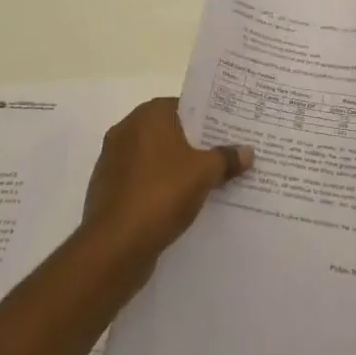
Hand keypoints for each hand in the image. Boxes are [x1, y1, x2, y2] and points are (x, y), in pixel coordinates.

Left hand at [83, 98, 251, 267]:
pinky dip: (159, 188)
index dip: (208, 119)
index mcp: (148, 116)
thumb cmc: (161, 194)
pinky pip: (142, 181)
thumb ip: (226, 158)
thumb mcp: (204, 173)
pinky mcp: (108, 191)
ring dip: (176, 169)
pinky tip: (180, 205)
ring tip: (207, 182)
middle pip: (170, 132)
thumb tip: (247, 151)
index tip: (228, 131)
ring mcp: (113, 161)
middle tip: (224, 156)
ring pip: (155, 159)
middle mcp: (126, 131)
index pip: (184, 106)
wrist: (114, 247)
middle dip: (195, 145)